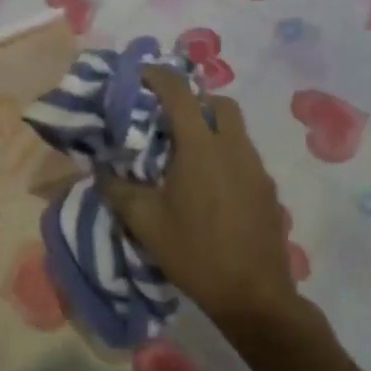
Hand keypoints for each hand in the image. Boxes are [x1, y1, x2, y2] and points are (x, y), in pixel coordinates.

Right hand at [98, 68, 300, 328]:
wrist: (254, 296)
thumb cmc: (195, 253)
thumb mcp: (145, 223)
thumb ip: (119, 189)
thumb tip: (102, 170)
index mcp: (201, 148)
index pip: (180, 93)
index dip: (158, 76)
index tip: (139, 74)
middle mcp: (233, 148)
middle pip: (219, 102)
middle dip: (193, 100)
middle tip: (167, 119)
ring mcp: (256, 169)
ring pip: (235, 129)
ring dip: (210, 128)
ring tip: (185, 154)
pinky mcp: (268, 190)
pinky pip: (244, 156)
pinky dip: (225, 154)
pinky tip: (208, 187)